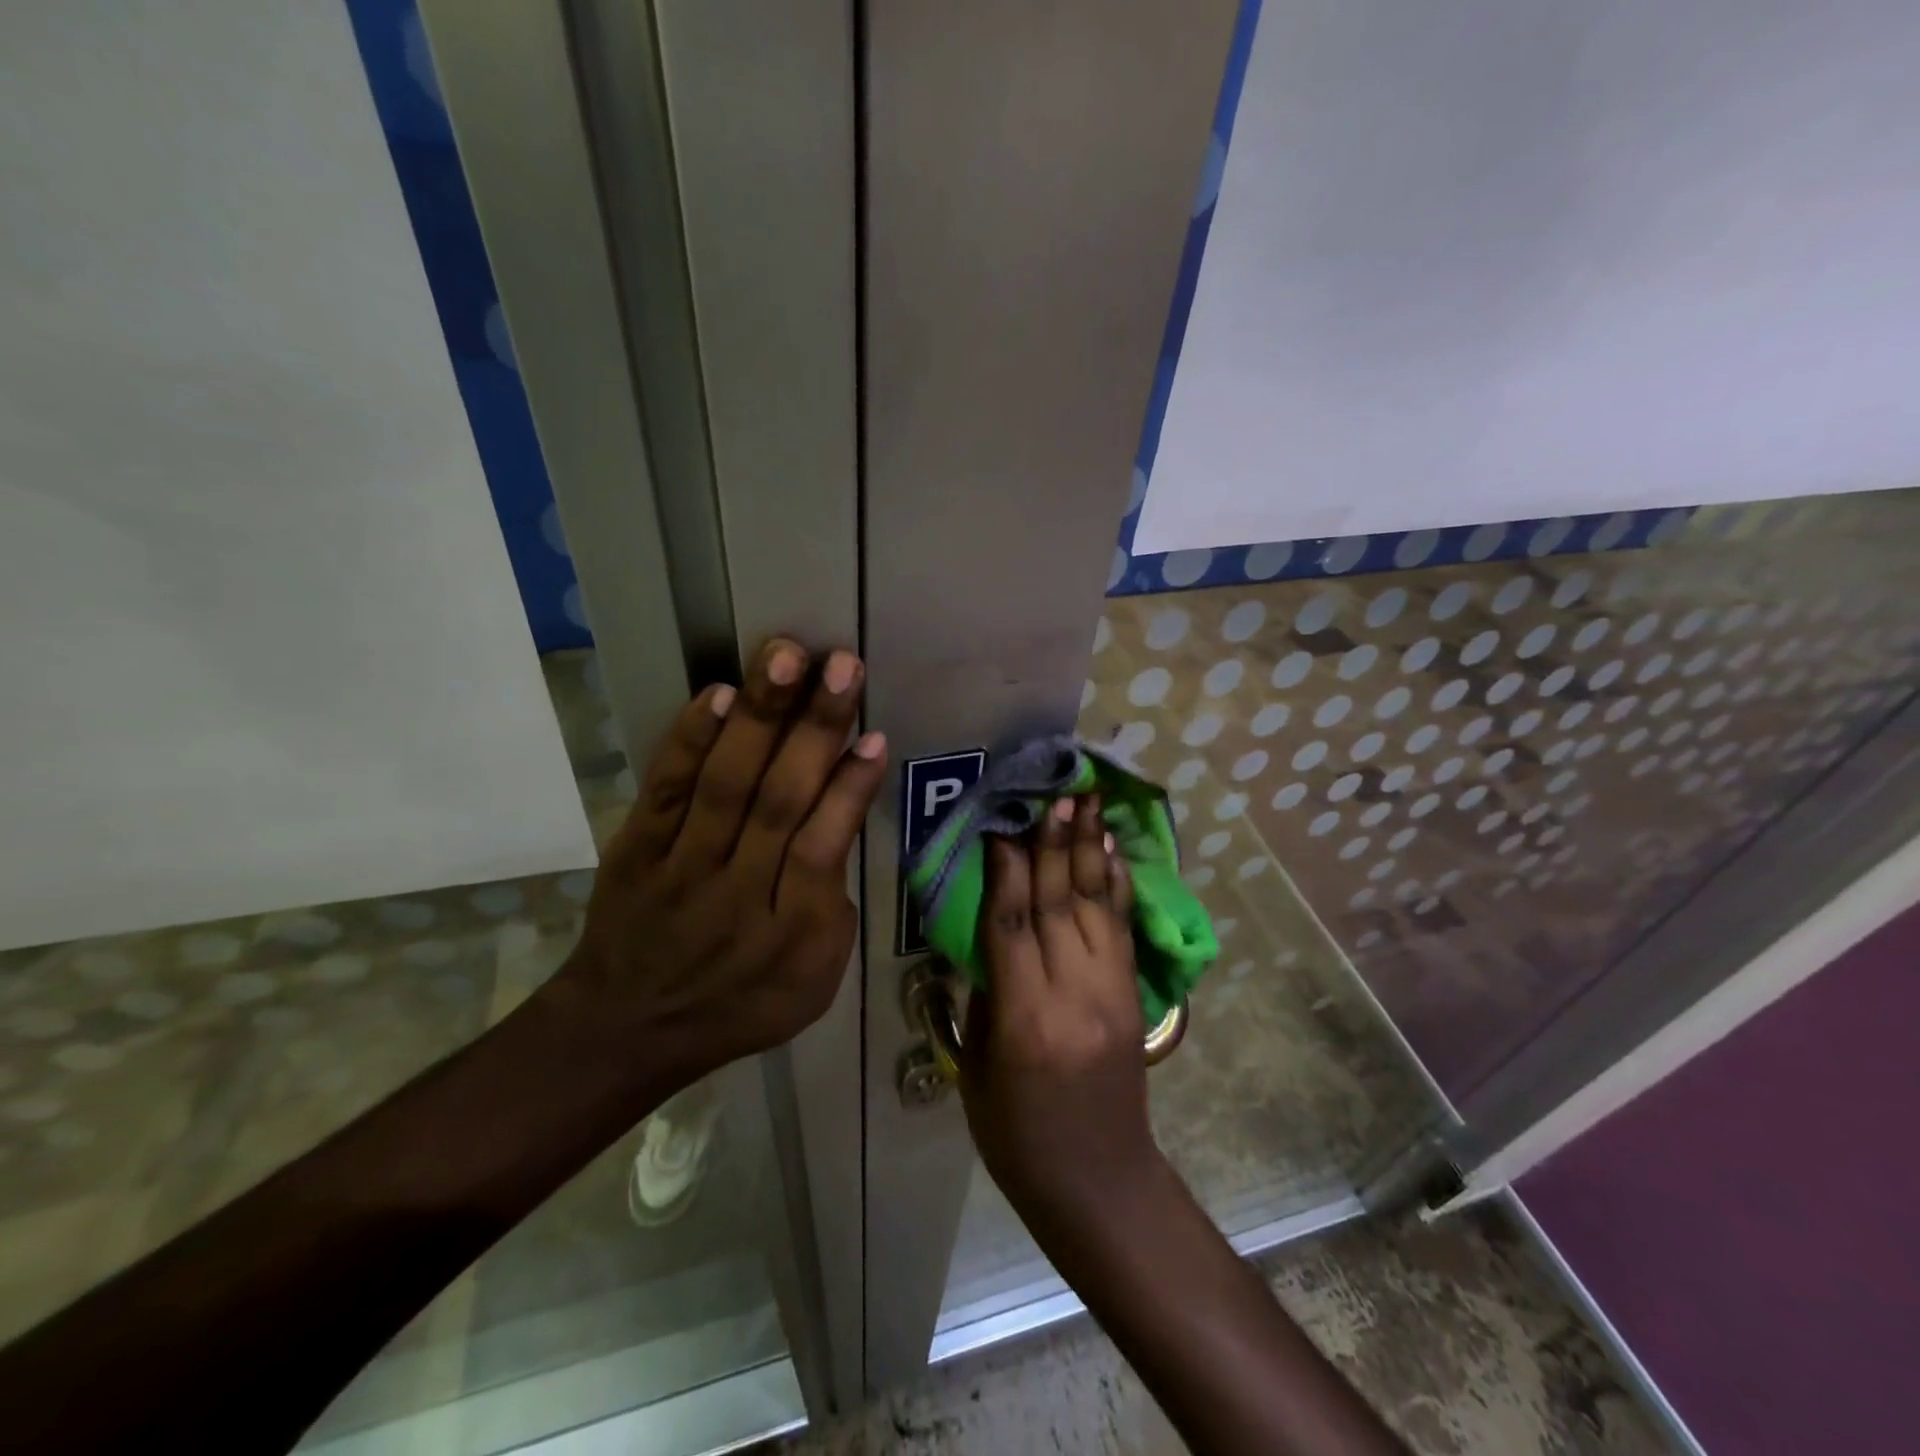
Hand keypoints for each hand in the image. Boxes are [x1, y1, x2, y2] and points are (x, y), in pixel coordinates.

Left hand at [554, 637, 885, 1077]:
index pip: (822, 847)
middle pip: (779, 801)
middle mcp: (737, 893)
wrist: (627, 1026)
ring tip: (785, 655)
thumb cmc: (740, 1004)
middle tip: (840, 665)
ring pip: (724, 783)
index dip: (849, 789)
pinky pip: (664, 789)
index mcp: (791, 934)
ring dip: (758, 715)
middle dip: (814, 728)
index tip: (875, 735)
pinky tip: (718, 694)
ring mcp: (681, 866)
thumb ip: (834, 905)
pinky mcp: (637, 847)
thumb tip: (842, 815)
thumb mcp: (813, 981)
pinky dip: (690, 740)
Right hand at [959, 795, 1162, 1229]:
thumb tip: (989, 929)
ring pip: (1097, 906)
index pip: (1012, 923)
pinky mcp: (1134, 997)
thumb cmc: (1017, 1135)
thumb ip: (985, 992)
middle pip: (1059, 903)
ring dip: (1089, 848)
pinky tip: (1111, 850)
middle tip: (1053, 790)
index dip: (1005, 866)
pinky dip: (1116, 884)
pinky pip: (1123, 929)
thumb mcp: (979, 1067)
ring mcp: (1112, 994)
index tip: (1001, 820)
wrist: (1099, 1183)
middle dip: (1054, 842)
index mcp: (1025, 1019)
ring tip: (1087, 800)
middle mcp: (1073, 995)